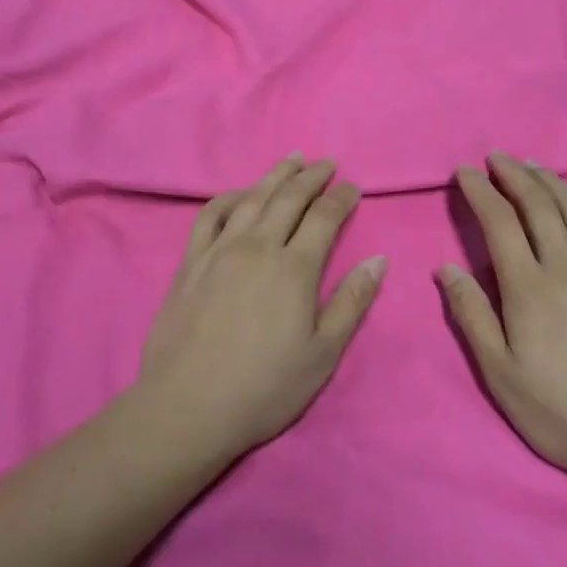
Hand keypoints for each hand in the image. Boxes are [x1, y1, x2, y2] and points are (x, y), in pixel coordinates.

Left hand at [139, 156, 386, 457]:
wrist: (188, 405)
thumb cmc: (264, 387)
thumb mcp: (323, 354)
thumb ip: (352, 302)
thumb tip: (378, 259)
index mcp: (294, 268)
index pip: (324, 217)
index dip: (342, 197)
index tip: (353, 188)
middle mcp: (258, 246)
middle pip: (288, 197)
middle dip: (312, 176)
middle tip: (327, 164)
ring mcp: (220, 249)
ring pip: (251, 197)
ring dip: (275, 175)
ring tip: (291, 160)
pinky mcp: (191, 260)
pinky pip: (210, 214)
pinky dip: (229, 196)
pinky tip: (239, 193)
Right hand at [438, 153, 566, 485]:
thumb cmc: (560, 410)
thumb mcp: (499, 372)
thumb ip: (471, 314)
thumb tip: (446, 267)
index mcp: (529, 287)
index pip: (499, 221)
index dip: (480, 190)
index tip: (464, 172)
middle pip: (538, 204)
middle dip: (513, 174)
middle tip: (495, 158)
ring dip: (550, 181)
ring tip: (532, 166)